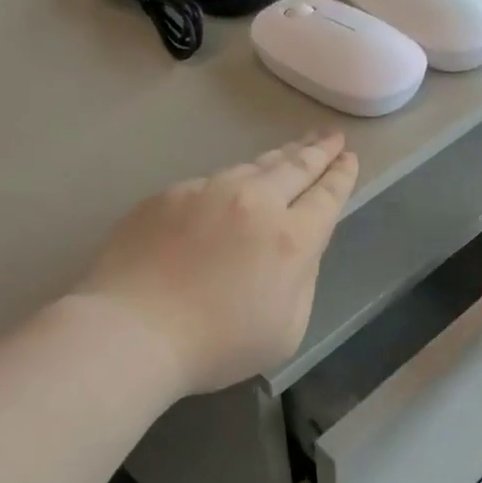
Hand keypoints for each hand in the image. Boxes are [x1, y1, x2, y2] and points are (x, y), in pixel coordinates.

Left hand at [74, 132, 358, 395]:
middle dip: (317, 151)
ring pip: (252, 167)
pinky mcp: (169, 195)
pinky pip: (210, 183)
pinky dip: (230, 182)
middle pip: (294, 168)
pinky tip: (231, 188)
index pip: (326, 196)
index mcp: (292, 239)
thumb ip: (302, 281)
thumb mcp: (286, 330)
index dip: (341, 176)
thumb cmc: (217, 345)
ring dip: (278, 158)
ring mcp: (208, 192)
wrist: (133, 331)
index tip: (349, 158)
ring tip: (291, 150)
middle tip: (331, 137)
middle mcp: (255, 203)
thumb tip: (299, 251)